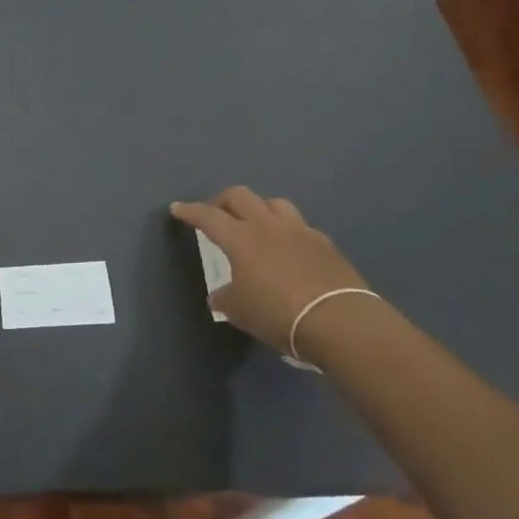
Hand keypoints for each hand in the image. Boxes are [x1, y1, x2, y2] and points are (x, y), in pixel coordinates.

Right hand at [171, 187, 380, 357]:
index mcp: (240, 238)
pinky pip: (300, 226)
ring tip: (255, 224)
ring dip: (259, 208)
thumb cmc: (278, 314)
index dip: (190, 211)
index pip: (208, 216)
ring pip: (273, 203)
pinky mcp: (324, 243)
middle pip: (240, 196)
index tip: (178, 209)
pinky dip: (287, 231)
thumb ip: (225, 298)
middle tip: (217, 214)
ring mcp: (299, 230)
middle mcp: (267, 225)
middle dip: (223, 201)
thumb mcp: (240, 312)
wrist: (339, 321)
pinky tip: (289, 247)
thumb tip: (219, 295)